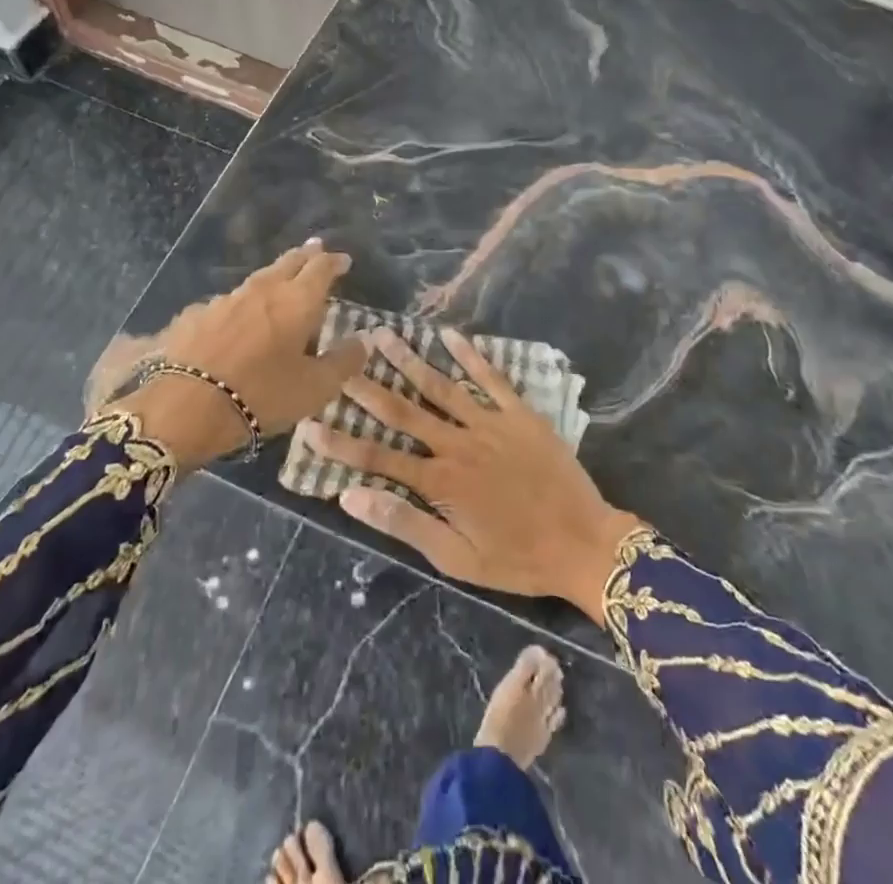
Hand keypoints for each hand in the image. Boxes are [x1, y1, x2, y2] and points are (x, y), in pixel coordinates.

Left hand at [104, 240, 367, 467]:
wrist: (185, 407)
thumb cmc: (262, 395)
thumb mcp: (315, 388)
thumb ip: (343, 362)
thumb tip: (362, 341)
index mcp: (297, 300)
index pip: (321, 267)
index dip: (334, 261)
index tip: (343, 260)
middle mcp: (263, 289)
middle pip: (288, 262)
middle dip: (305, 256)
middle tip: (315, 250)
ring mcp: (225, 299)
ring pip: (257, 280)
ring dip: (273, 278)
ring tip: (279, 284)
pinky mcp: (195, 315)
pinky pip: (226, 303)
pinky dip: (240, 305)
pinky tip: (235, 319)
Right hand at [297, 329, 641, 624]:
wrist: (584, 543)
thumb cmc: (517, 559)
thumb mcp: (456, 558)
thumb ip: (404, 524)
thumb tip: (350, 498)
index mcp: (439, 481)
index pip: (377, 458)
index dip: (339, 444)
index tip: (308, 425)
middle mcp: (458, 444)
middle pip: (404, 410)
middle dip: (368, 385)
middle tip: (342, 356)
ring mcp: (490, 423)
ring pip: (441, 385)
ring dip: (410, 359)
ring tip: (383, 334)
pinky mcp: (520, 413)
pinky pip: (491, 378)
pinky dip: (470, 354)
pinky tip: (450, 334)